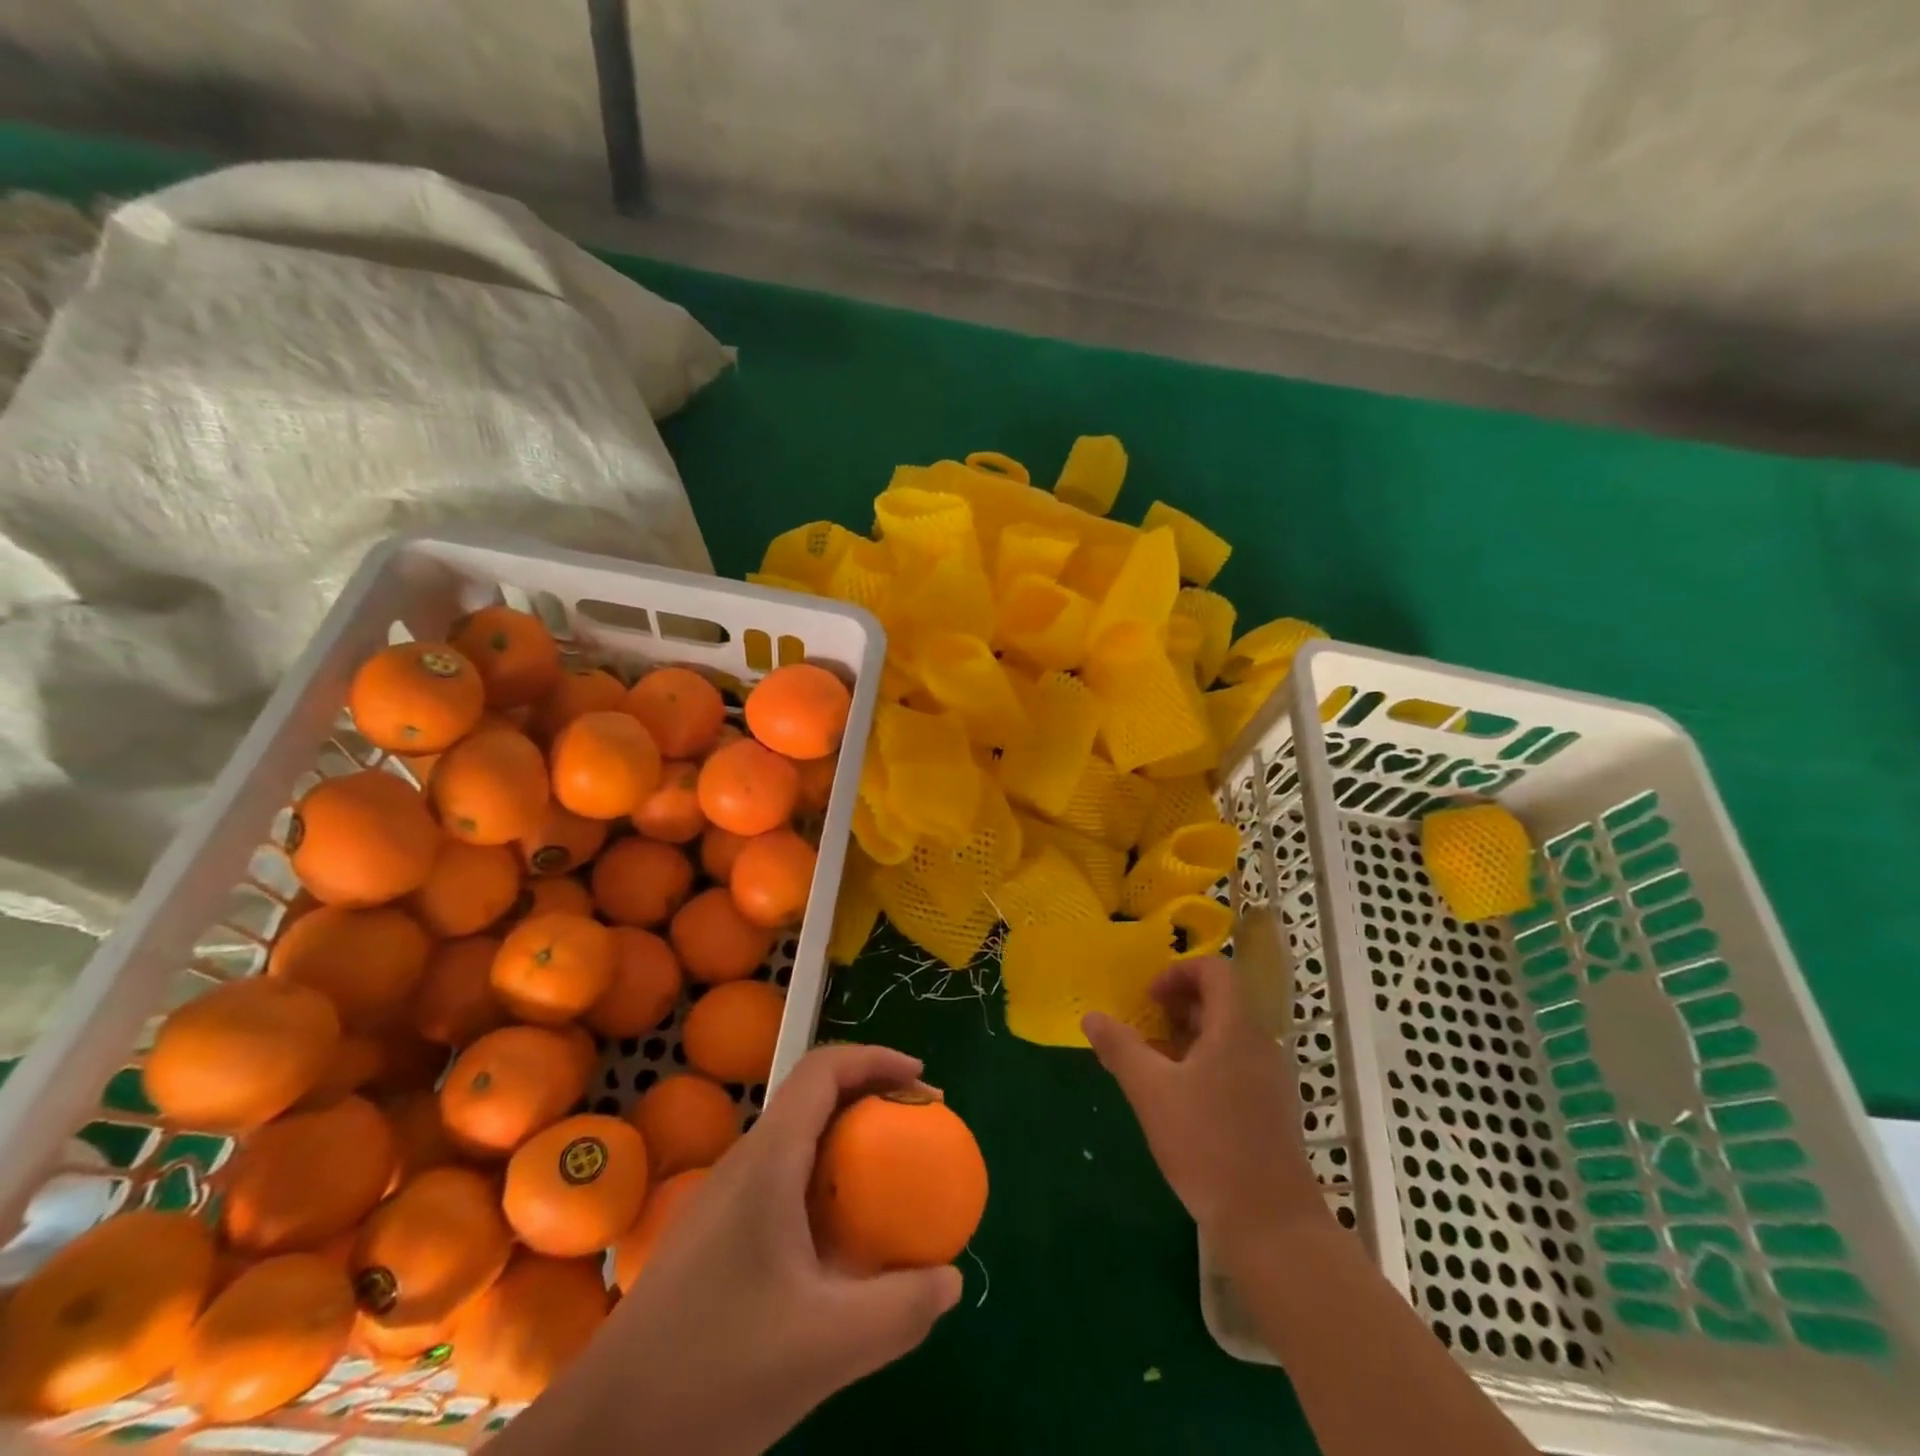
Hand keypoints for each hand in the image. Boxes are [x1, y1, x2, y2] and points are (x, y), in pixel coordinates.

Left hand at [593, 1044, 962, 1455]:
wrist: (601, 1440)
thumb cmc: (712, 1375)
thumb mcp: (825, 1348)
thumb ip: (900, 1310)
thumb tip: (950, 1279)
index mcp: (767, 1162)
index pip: (822, 1070)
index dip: (877, 1059)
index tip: (924, 1083)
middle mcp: (742, 1165)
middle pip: (812, 1098)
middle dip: (871, 1099)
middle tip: (918, 1132)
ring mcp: (721, 1201)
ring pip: (795, 1142)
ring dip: (847, 1144)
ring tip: (888, 1185)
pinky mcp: (712, 1237)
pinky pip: (780, 1183)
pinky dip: (823, 1186)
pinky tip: (838, 1248)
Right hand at [1083, 955, 1324, 1251]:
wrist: (1272, 1225)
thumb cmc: (1208, 1145)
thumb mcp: (1151, 1092)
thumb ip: (1120, 1048)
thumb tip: (1091, 1016)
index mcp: (1235, 1028)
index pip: (1215, 970)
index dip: (1178, 972)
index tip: (1148, 999)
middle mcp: (1259, 1044)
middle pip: (1220, 1001)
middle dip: (1177, 1007)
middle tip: (1143, 1030)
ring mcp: (1270, 1079)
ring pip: (1226, 1036)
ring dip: (1187, 1038)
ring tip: (1154, 1066)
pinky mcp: (1271, 1110)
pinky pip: (1235, 1065)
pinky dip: (1204, 1065)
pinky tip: (1179, 1101)